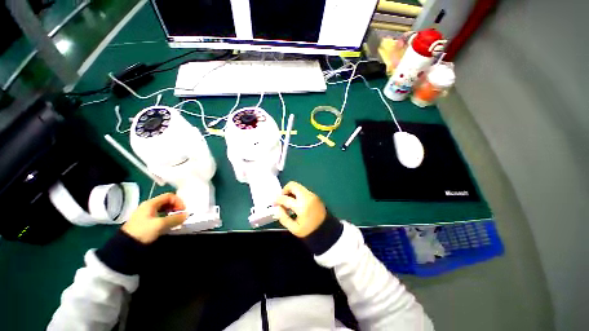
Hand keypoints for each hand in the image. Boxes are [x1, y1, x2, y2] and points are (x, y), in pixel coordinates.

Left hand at [122, 193, 187, 243]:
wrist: (125, 246)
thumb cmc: (143, 231)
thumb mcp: (161, 224)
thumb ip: (175, 218)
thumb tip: (186, 215)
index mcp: (151, 203)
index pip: (169, 196)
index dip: (179, 201)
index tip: (183, 210)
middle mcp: (148, 206)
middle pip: (167, 201)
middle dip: (176, 207)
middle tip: (181, 214)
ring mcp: (146, 214)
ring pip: (164, 208)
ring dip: (172, 212)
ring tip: (176, 219)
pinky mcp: (145, 221)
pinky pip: (160, 215)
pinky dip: (167, 217)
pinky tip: (169, 223)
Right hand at [275, 181, 326, 237]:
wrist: (327, 231)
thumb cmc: (310, 232)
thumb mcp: (294, 229)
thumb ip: (283, 217)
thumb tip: (277, 208)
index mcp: (302, 206)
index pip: (285, 198)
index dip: (277, 200)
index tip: (273, 203)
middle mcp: (307, 197)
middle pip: (293, 185)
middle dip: (285, 190)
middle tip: (282, 200)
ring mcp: (312, 195)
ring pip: (298, 187)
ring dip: (291, 192)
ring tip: (289, 203)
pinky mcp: (315, 196)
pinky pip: (303, 191)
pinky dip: (297, 194)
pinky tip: (296, 204)